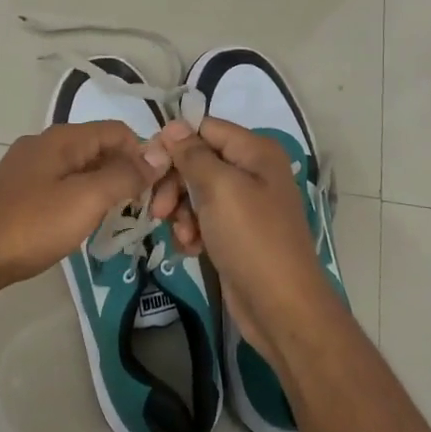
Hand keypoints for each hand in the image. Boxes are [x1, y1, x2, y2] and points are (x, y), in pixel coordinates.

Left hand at [0, 122, 177, 293]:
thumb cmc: (31, 226)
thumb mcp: (86, 200)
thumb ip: (124, 175)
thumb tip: (159, 154)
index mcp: (62, 139)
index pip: (117, 131)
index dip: (143, 154)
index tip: (159, 189)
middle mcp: (45, 145)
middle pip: (100, 148)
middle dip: (126, 173)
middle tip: (144, 209)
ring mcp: (29, 168)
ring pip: (82, 169)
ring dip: (105, 188)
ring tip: (120, 219)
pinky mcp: (20, 192)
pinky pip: (63, 186)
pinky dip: (82, 199)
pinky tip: (85, 224)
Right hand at [156, 116, 337, 366]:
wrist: (280, 306)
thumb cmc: (252, 239)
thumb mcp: (220, 188)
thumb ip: (193, 154)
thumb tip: (174, 125)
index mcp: (255, 152)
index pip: (204, 128)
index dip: (175, 144)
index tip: (150, 167)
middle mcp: (252, 172)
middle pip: (197, 161)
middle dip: (174, 184)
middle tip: (160, 210)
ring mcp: (245, 204)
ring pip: (195, 193)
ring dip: (181, 213)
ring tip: (184, 236)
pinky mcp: (236, 233)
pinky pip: (203, 220)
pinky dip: (192, 231)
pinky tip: (192, 249)